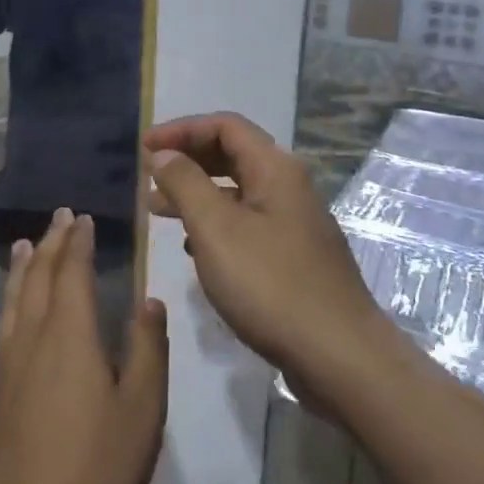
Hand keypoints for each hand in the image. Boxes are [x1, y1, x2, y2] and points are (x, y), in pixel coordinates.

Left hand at [0, 210, 168, 483]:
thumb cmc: (94, 467)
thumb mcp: (141, 412)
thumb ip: (148, 351)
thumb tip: (150, 300)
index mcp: (70, 334)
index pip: (72, 272)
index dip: (77, 242)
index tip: (82, 218)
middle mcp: (33, 335)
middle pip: (38, 275)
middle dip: (50, 242)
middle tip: (59, 217)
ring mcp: (8, 359)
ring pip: (14, 295)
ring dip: (23, 264)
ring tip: (24, 244)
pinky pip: (3, 319)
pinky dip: (9, 294)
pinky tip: (12, 304)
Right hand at [145, 113, 374, 374]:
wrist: (339, 357)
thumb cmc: (271, 284)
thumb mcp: (216, 228)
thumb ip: (185, 184)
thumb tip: (163, 154)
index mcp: (275, 169)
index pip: (224, 126)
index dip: (181, 130)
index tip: (144, 148)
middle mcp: (288, 188)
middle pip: (232, 154)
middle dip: (187, 159)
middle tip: (148, 175)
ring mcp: (294, 224)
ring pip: (237, 192)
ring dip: (196, 193)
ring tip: (157, 209)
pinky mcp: (293, 257)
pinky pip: (246, 223)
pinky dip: (214, 224)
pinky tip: (192, 247)